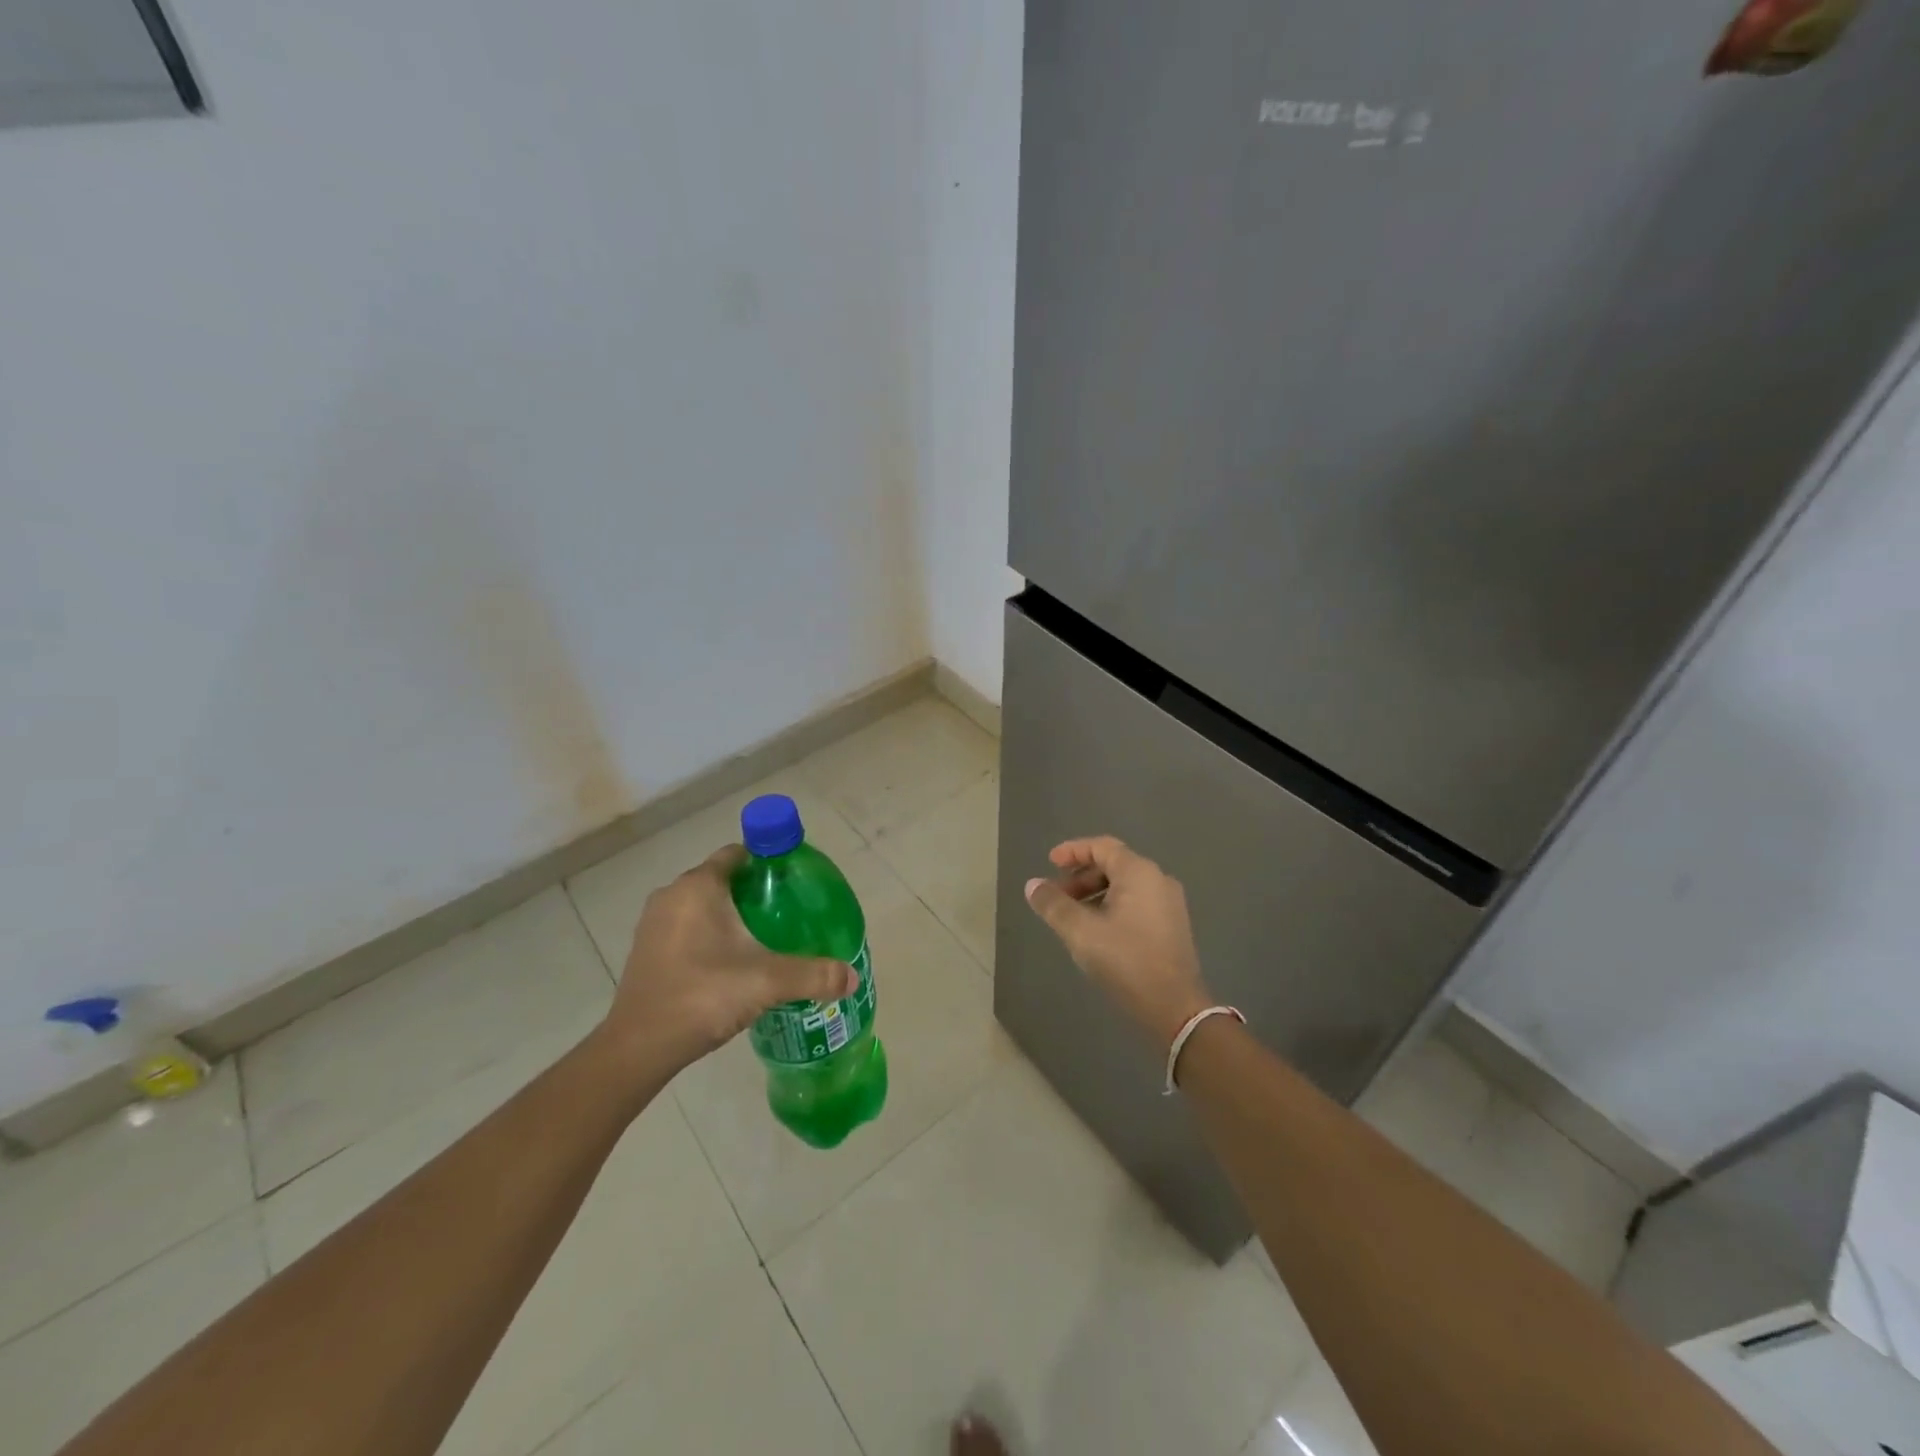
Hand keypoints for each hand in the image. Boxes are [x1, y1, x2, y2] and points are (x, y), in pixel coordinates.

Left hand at [601, 844, 857, 1076]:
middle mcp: (673, 895)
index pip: (739, 854)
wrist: (639, 1048)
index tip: (795, 881)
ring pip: (703, 905)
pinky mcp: (647, 950)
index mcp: (699, 886)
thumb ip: (813, 975)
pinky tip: (732, 963)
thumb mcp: (767, 981)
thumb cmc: (702, 995)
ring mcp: (654, 923)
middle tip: (788, 913)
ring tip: (765, 938)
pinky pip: (687, 927)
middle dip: (755, 891)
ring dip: (731, 915)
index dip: (769, 861)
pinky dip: (710, 935)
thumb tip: (851, 978)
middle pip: (723, 878)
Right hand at [1024, 836, 1214, 1051]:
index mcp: (1139, 872)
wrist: (1174, 1008)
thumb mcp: (1080, 932)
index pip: (1101, 846)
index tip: (1049, 863)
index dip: (1072, 851)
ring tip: (1072, 916)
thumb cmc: (1126, 961)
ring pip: (1125, 885)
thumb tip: (1032, 885)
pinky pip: (1137, 902)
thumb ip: (1053, 905)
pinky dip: (1112, 906)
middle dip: (1081, 877)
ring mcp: (1169, 903)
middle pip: (1113, 864)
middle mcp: (1158, 880)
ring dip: (1095, 893)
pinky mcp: (1172, 926)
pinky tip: (1096, 931)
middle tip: (1057, 897)